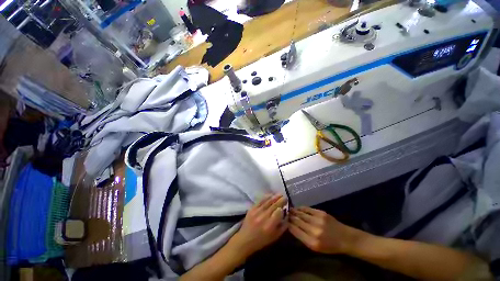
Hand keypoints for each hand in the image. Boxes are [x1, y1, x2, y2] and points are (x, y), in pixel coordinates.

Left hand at [230, 194, 287, 256]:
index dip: (282, 208)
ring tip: (280, 194)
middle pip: (274, 206)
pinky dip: (266, 197)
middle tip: (285, 197)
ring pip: (267, 202)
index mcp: (270, 226)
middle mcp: (263, 217)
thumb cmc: (261, 240)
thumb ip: (282, 226)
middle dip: (280, 200)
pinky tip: (271, 195)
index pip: (278, 212)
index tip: (286, 205)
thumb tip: (287, 215)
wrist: (245, 239)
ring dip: (275, 197)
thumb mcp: (275, 237)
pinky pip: (260, 201)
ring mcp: (257, 212)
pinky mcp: (252, 208)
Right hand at [289, 207, 358, 253]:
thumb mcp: (315, 247)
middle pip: (297, 221)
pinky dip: (301, 208)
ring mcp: (318, 220)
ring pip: (301, 214)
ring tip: (289, 209)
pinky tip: (297, 208)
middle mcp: (314, 231)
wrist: (345, 238)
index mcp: (312, 242)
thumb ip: (303, 237)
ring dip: (294, 211)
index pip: (295, 230)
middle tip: (284, 213)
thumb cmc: (330, 246)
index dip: (288, 224)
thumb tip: (291, 226)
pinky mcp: (321, 213)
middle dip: (290, 216)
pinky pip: (307, 209)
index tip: (283, 220)